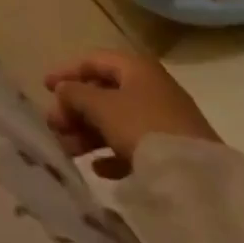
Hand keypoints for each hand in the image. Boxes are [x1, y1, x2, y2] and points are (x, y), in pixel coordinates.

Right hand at [43, 50, 220, 179]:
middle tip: (55, 126)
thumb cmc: (143, 128)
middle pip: (103, 93)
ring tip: (69, 151)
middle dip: (75, 109)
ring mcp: (165, 121)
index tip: (44, 89)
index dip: (66, 72)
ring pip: (116, 120)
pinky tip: (98, 169)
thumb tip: (63, 91)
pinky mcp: (173, 152)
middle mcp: (151, 88)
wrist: (199, 181)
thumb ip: (75, 94)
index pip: (93, 61)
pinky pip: (134, 146)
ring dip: (89, 133)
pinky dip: (112, 153)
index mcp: (136, 68)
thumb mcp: (100, 106)